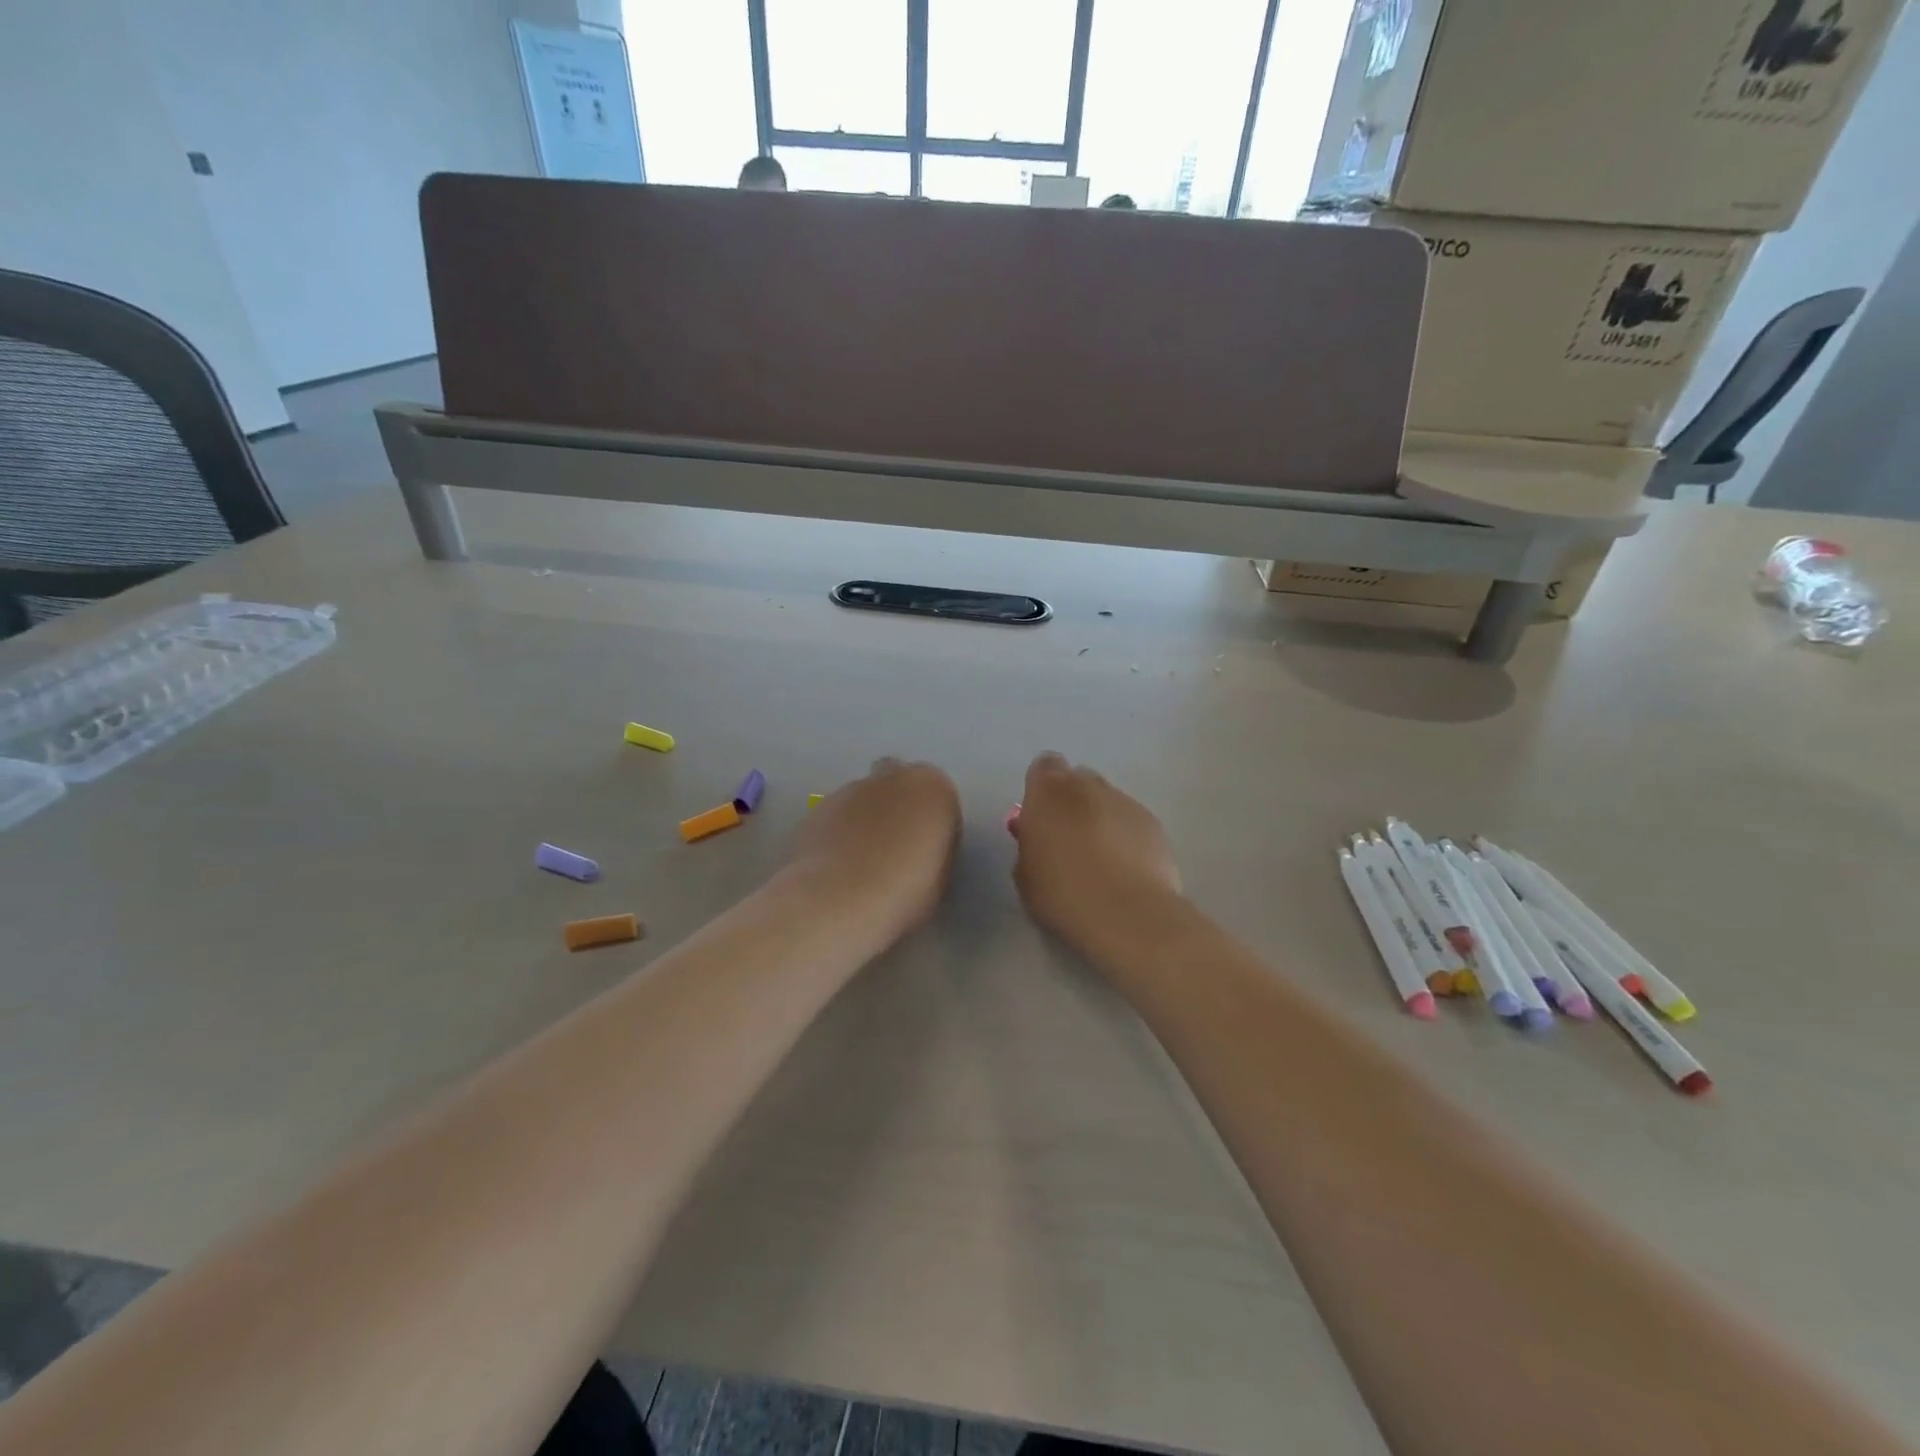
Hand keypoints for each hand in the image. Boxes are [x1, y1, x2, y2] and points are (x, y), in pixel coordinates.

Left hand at [785, 758, 960, 940]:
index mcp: (933, 788)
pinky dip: (839, 830)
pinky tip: (837, 863)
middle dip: (898, 804)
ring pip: (864, 796)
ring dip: (866, 817)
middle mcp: (893, 777)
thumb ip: (934, 846)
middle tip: (895, 846)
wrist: (841, 899)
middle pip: (899, 782)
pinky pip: (837, 814)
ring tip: (861, 860)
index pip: (939, 796)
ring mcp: (851, 788)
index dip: (932, 822)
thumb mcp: (940, 875)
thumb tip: (919, 846)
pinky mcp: (820, 806)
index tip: (927, 850)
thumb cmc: (905, 890)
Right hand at [1012, 752, 1181, 961]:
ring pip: (1107, 799)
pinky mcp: (1153, 822)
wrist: (1126, 913)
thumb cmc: (1062, 893)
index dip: (1042, 789)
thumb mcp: (1025, 873)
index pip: (1043, 767)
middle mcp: (1087, 785)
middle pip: (1077, 778)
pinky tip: (1125, 868)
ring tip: (1100, 858)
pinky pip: (1131, 820)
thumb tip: (1038, 838)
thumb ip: (1029, 845)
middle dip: (1072, 800)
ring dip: (1100, 817)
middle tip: (1068, 836)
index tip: (1040, 816)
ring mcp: (1125, 801)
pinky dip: (1126, 835)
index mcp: (1048, 791)